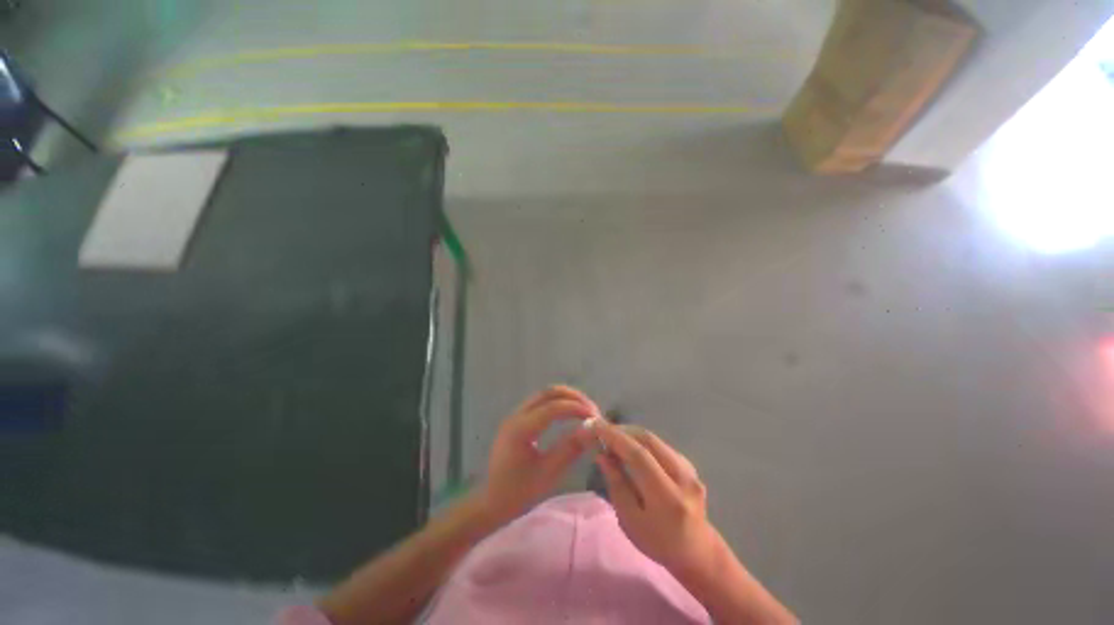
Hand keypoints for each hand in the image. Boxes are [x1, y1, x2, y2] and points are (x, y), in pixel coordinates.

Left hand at [480, 386, 600, 521]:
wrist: (491, 503)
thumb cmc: (518, 493)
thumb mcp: (548, 474)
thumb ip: (570, 449)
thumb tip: (592, 430)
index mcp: (520, 428)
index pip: (552, 407)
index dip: (576, 408)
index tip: (596, 416)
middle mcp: (516, 415)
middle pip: (548, 393)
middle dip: (573, 397)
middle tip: (592, 410)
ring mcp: (515, 416)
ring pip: (544, 395)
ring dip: (566, 398)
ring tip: (584, 411)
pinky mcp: (518, 420)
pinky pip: (540, 403)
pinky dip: (558, 403)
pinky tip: (569, 414)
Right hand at [593, 423, 723, 577]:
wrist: (695, 550)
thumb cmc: (657, 542)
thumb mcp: (629, 520)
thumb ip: (617, 484)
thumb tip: (602, 455)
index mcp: (668, 498)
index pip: (640, 456)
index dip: (616, 438)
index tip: (596, 428)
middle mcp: (683, 478)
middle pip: (649, 441)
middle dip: (622, 431)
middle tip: (601, 430)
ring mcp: (690, 469)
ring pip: (655, 439)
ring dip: (630, 433)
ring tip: (611, 436)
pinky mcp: (689, 465)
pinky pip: (660, 445)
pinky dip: (641, 440)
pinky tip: (629, 445)